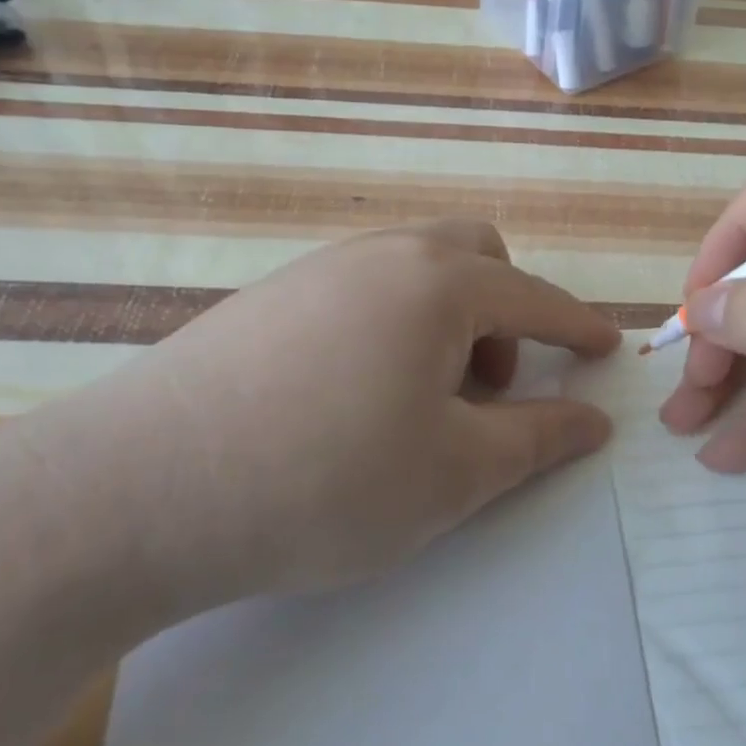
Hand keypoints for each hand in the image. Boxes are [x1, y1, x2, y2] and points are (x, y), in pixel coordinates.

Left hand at [32, 221, 620, 610]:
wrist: (139, 490)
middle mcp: (382, 255)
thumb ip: (537, 439)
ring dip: (445, 321)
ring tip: (419, 401)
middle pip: (474, 255)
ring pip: (413, 271)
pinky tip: (353, 396)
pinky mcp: (267, 298)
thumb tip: (593, 420)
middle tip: (484, 387)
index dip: (577, 328)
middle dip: (503, 312)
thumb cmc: (327, 480)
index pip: (534, 298)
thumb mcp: (455, 472)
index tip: (606, 349)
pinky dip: (390, 327)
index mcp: (438, 283)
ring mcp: (317, 270)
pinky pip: (360, 291)